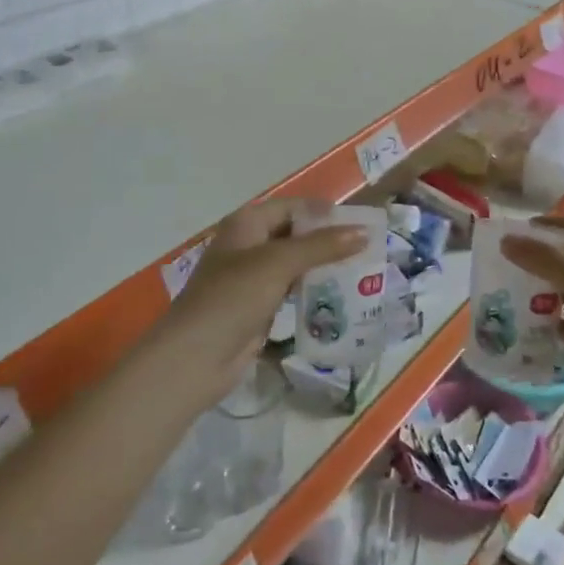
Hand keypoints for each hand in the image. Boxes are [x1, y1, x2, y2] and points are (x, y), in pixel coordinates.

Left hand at [150, 199, 368, 410]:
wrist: (195, 358)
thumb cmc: (232, 298)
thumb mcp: (278, 264)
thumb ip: (322, 246)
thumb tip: (364, 232)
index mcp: (247, 224)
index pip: (293, 207)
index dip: (324, 212)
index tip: (361, 222)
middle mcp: (249, 246)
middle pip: (295, 234)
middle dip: (328, 240)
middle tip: (368, 248)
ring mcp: (252, 279)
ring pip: (296, 264)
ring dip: (324, 267)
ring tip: (362, 271)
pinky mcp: (258, 307)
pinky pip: (292, 291)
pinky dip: (313, 291)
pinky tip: (340, 297)